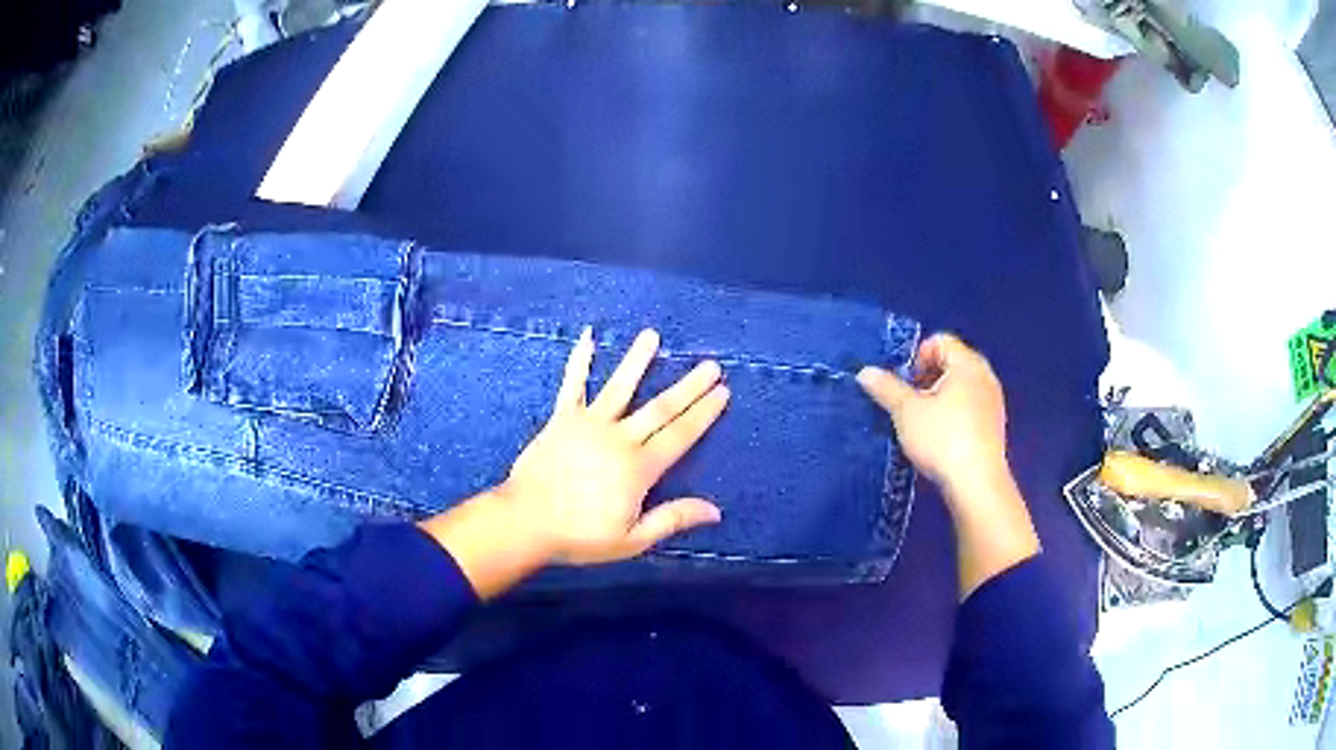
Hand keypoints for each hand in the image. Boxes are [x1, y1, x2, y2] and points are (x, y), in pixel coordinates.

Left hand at [499, 327, 729, 564]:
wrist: (525, 522)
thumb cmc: (579, 536)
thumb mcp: (632, 540)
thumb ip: (672, 519)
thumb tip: (715, 511)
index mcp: (639, 468)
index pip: (680, 435)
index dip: (703, 413)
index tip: (722, 391)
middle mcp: (619, 438)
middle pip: (661, 408)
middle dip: (689, 386)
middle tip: (711, 365)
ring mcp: (589, 424)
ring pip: (620, 387)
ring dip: (638, 361)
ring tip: (652, 336)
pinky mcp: (562, 419)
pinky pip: (572, 385)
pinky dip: (580, 361)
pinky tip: (587, 337)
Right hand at [856, 333, 1008, 497]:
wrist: (976, 483)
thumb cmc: (942, 439)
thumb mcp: (906, 412)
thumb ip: (886, 388)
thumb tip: (865, 372)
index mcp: (967, 363)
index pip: (939, 341)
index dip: (916, 358)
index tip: (904, 385)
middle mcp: (985, 376)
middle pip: (951, 363)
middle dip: (926, 379)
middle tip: (909, 404)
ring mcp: (993, 402)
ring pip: (960, 387)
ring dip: (938, 399)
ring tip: (922, 424)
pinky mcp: (994, 426)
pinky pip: (969, 407)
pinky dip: (953, 415)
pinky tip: (940, 439)